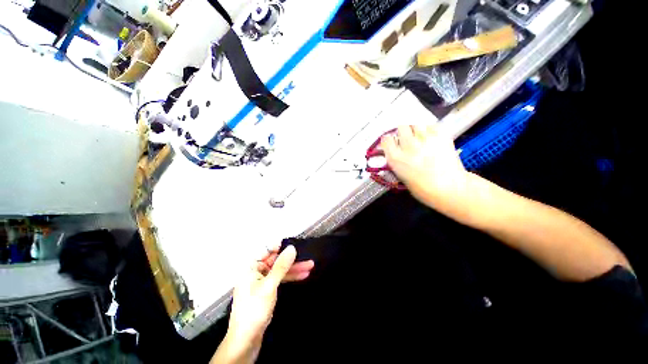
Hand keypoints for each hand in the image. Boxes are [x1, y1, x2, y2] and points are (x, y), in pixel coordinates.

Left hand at [214, 246, 312, 363]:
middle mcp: (256, 271)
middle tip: (307, 256)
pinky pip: (280, 279)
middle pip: (276, 260)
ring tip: (310, 266)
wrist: (246, 340)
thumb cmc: (254, 309)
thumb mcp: (269, 286)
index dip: (279, 245)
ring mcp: (262, 281)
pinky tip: (303, 275)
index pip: (266, 250)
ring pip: (280, 270)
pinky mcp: (267, 290)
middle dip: (292, 259)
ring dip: (295, 268)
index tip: (293, 242)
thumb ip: (281, 266)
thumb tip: (291, 248)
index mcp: (251, 267)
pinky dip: (291, 277)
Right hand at [381, 125, 475, 220]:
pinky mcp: (441, 136)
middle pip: (401, 127)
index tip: (392, 142)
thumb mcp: (402, 177)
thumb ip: (398, 162)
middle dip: (403, 131)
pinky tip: (431, 137)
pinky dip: (429, 129)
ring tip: (419, 135)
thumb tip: (397, 153)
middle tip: (407, 137)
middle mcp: (408, 146)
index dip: (389, 140)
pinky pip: (431, 126)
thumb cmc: (422, 190)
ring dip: (415, 128)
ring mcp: (425, 139)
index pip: (386, 139)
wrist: (450, 189)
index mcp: (396, 158)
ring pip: (416, 123)